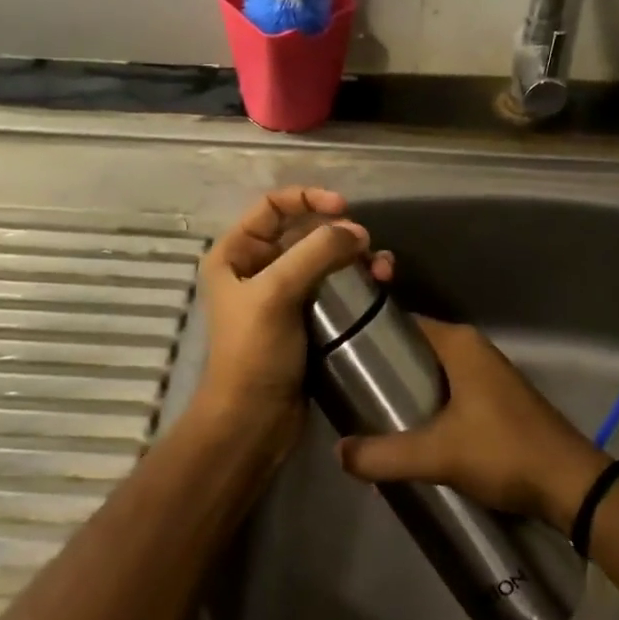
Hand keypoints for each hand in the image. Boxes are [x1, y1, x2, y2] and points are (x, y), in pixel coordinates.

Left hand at [189, 187, 389, 455]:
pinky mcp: (306, 317)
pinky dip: (357, 280)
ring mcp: (283, 293)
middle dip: (340, 232)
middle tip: (369, 246)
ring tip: (383, 269)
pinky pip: (334, 285)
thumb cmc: (254, 353)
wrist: (254, 421)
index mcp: (235, 253)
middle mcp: (257, 267)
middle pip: (303, 230)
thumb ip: (315, 253)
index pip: (272, 206)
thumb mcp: (276, 294)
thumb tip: (357, 232)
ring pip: (325, 258)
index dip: (308, 198)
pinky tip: (381, 285)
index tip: (344, 207)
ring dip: (355, 257)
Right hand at [336, 318, 611, 534]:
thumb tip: (338, 453)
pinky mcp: (496, 400)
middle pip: (415, 350)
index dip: (368, 336)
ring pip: (433, 373)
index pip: (402, 323)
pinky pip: (450, 391)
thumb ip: (383, 454)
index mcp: (459, 344)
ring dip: (406, 390)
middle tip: (348, 393)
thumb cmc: (503, 453)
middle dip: (384, 370)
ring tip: (369, 413)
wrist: (571, 485)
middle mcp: (473, 349)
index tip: (337, 355)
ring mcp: (488, 374)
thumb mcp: (437, 454)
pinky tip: (409, 431)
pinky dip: (428, 405)